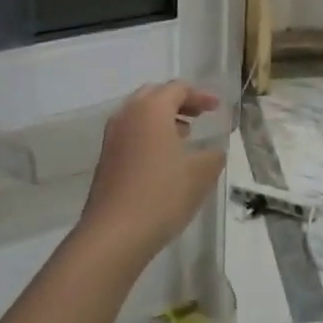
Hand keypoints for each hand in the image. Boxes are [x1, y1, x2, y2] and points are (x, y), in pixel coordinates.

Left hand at [77, 82, 225, 268]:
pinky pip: (131, 133)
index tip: (216, 108)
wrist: (114, 234)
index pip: (177, 88)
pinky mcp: (105, 159)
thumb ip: (213, 155)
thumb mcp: (201, 174)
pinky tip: (163, 158)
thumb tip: (213, 150)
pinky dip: (149, 135)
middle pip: (154, 95)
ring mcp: (112, 137)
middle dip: (179, 102)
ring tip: (184, 135)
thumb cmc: (162, 195)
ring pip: (139, 115)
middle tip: (199, 115)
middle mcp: (127, 115)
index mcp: (151, 109)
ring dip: (162, 119)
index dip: (200, 95)